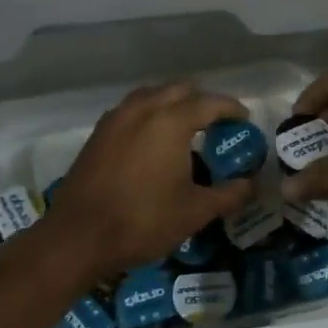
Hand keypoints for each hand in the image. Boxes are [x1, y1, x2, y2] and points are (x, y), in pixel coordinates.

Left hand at [35, 82, 256, 285]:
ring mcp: (116, 118)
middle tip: (217, 121)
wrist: (78, 237)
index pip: (210, 102)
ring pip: (152, 94)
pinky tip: (153, 138)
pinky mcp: (99, 133)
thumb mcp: (195, 212)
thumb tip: (250, 184)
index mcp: (171, 121)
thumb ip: (228, 194)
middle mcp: (143, 109)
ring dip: (173, 102)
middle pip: (180, 89)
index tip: (244, 119)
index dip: (231, 108)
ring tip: (186, 125)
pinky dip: (150, 113)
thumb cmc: (143, 221)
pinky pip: (132, 109)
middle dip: (202, 100)